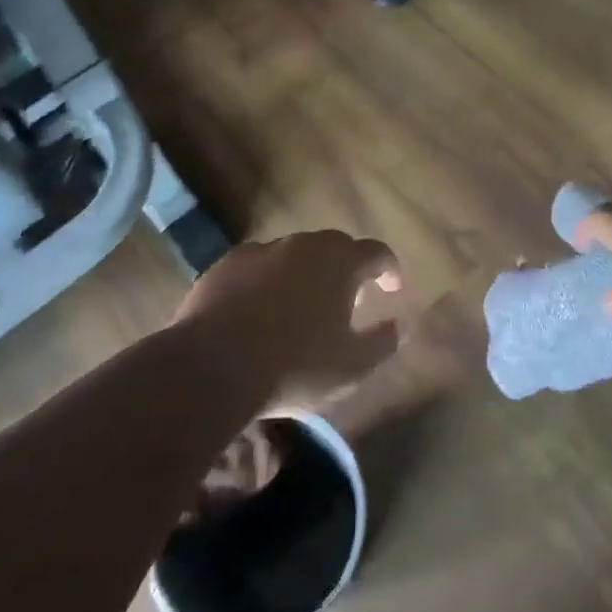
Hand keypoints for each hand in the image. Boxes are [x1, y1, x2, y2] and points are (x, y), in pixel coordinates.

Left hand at [172, 231, 402, 409]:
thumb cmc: (294, 366)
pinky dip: (268, 280)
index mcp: (339, 262)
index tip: (393, 288)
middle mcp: (303, 245)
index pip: (376, 252)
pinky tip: (260, 308)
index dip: (389, 268)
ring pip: (294, 253)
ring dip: (306, 272)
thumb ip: (383, 342)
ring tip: (304, 303)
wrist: (211, 366)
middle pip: (335, 246)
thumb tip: (400, 325)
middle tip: (350, 296)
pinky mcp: (226, 264)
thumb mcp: (351, 367)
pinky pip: (259, 266)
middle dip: (348, 267)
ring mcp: (262, 250)